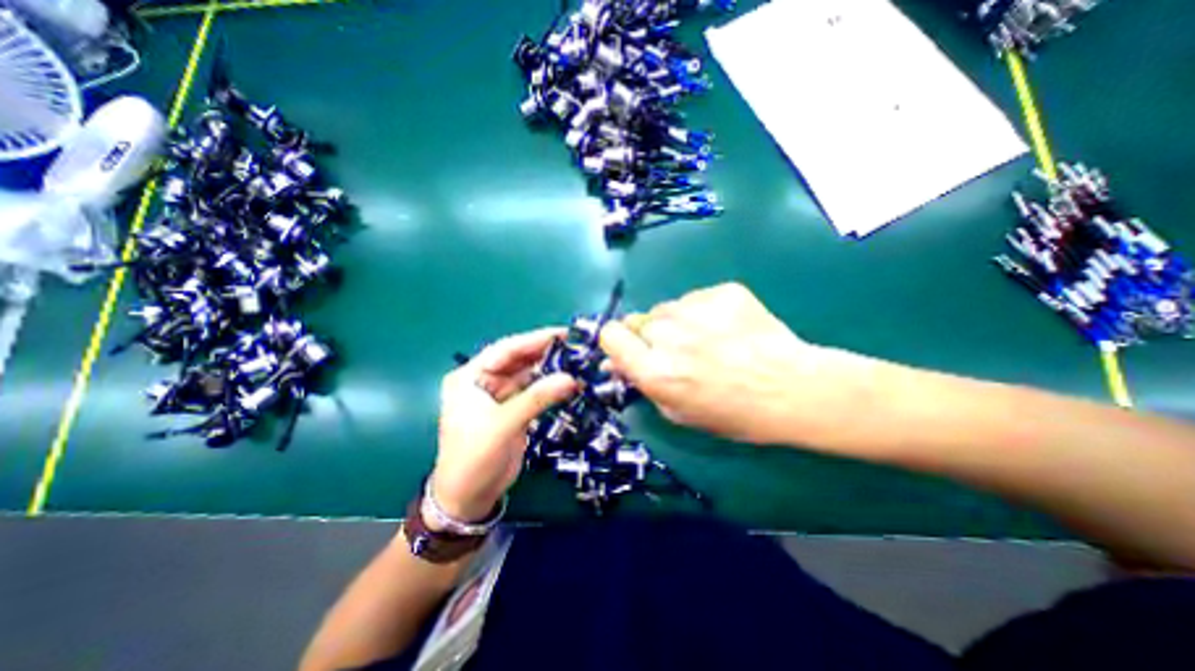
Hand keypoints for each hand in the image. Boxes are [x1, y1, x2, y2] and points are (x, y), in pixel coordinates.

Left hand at [429, 327, 579, 520]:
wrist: (469, 498)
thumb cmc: (474, 457)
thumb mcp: (503, 424)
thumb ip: (537, 398)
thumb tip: (571, 378)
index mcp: (470, 376)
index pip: (505, 349)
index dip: (534, 339)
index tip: (563, 333)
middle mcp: (484, 381)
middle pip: (518, 359)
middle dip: (545, 352)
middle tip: (576, 345)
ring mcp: (500, 395)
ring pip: (529, 374)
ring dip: (551, 369)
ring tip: (577, 361)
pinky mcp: (513, 409)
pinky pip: (534, 391)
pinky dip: (551, 386)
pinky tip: (569, 381)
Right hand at [602, 282, 873, 450]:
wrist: (793, 389)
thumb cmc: (734, 413)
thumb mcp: (678, 411)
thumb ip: (643, 383)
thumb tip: (616, 363)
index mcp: (654, 369)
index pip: (610, 335)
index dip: (617, 342)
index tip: (630, 349)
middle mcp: (668, 334)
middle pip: (637, 321)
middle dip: (650, 336)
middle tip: (677, 351)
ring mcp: (696, 307)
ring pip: (667, 308)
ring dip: (677, 323)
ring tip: (708, 340)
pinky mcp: (722, 290)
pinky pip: (696, 298)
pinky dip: (704, 312)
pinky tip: (728, 329)